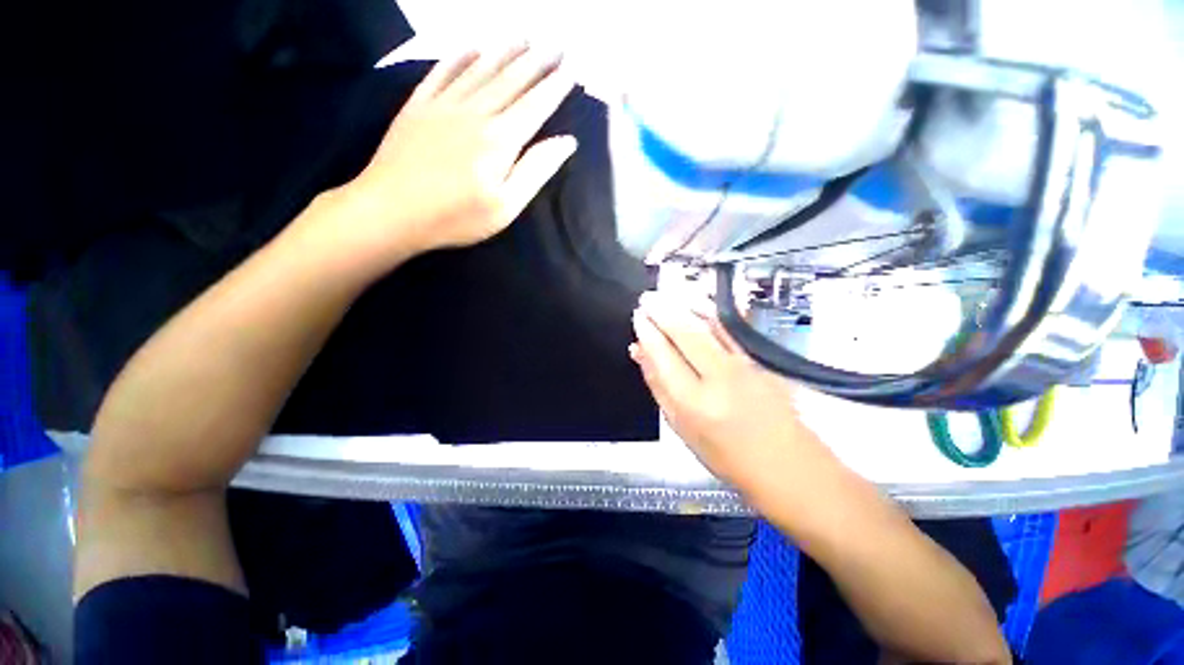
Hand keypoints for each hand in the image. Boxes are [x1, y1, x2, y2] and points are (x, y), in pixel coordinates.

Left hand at [323, 45, 577, 268]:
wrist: (391, 210)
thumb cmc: (456, 217)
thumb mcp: (506, 206)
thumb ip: (535, 171)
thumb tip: (566, 142)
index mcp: (500, 140)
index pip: (535, 106)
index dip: (555, 87)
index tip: (571, 69)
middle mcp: (475, 112)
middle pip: (511, 81)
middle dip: (537, 62)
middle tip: (556, 45)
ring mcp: (443, 105)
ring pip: (480, 70)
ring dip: (504, 51)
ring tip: (523, 37)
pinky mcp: (418, 106)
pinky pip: (442, 72)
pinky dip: (458, 56)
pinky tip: (471, 46)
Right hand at [630, 290, 835, 493]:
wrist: (787, 465)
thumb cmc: (725, 455)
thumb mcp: (681, 427)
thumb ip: (658, 386)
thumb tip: (639, 353)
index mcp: (693, 402)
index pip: (663, 355)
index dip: (648, 332)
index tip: (638, 316)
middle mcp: (718, 377)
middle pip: (685, 333)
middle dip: (662, 310)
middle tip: (647, 297)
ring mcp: (743, 365)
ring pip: (708, 325)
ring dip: (684, 305)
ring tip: (666, 294)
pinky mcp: (759, 359)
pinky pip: (728, 329)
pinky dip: (709, 313)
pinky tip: (697, 303)